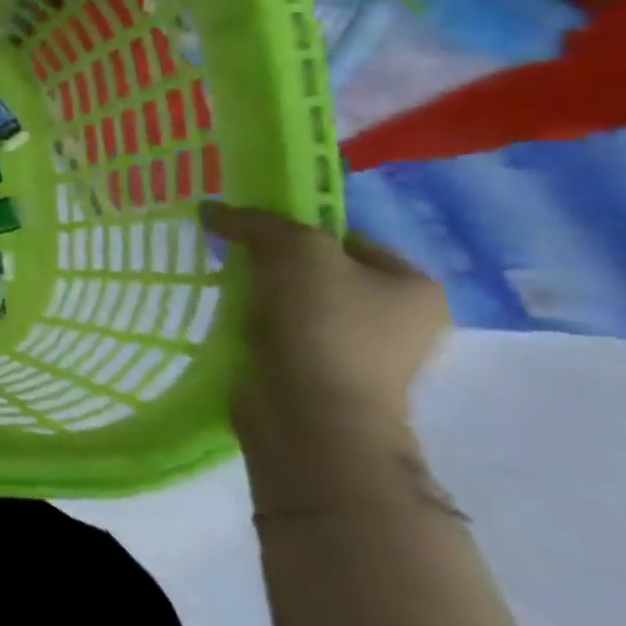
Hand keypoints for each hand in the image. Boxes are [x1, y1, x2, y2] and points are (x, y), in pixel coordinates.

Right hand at [200, 203, 449, 451]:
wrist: (311, 416)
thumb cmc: (321, 325)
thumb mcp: (292, 250)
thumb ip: (254, 222)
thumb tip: (211, 209)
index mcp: (414, 285)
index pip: (345, 237)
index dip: (294, 228)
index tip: (249, 232)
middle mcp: (400, 319)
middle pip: (321, 271)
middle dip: (274, 264)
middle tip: (234, 259)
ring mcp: (365, 354)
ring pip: (300, 305)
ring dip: (264, 297)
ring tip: (229, 291)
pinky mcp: (326, 379)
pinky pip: (286, 336)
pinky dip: (259, 327)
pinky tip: (236, 323)